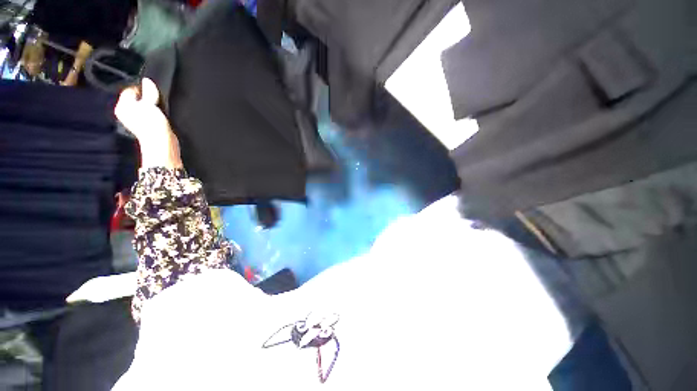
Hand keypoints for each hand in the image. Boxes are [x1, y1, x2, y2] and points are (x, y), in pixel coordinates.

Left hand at [115, 78, 182, 168]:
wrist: (162, 144)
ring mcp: (136, 120)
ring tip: (159, 108)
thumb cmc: (153, 125)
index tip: (153, 91)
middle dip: (147, 97)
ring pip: (144, 106)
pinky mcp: (146, 125)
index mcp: (122, 106)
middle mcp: (126, 113)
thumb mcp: (150, 104)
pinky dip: (155, 112)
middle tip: (156, 100)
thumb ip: (149, 91)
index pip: (130, 90)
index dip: (142, 88)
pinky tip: (160, 116)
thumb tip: (147, 81)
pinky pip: (149, 114)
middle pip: (137, 98)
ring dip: (152, 105)